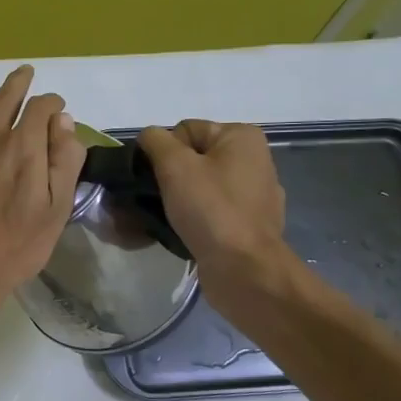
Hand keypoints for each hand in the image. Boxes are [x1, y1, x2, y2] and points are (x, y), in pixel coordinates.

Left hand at [0, 65, 86, 325]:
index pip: (41, 107)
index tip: (56, 110)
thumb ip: (63, 161)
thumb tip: (63, 122)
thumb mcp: (56, 210)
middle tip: (25, 74)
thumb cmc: (15, 246)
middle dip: (19, 82)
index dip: (52, 103)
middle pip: (5, 95)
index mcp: (23, 147)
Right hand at [137, 120, 286, 267]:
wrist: (244, 269)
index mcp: (242, 138)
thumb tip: (149, 137)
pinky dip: (192, 220)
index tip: (155, 178)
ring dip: (175, 201)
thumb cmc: (211, 209)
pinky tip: (178, 234)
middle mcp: (253, 161)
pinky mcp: (247, 226)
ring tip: (154, 220)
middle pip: (192, 160)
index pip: (185, 131)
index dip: (163, 152)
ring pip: (199, 188)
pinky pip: (210, 213)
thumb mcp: (175, 165)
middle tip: (146, 201)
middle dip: (166, 179)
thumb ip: (156, 141)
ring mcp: (253, 196)